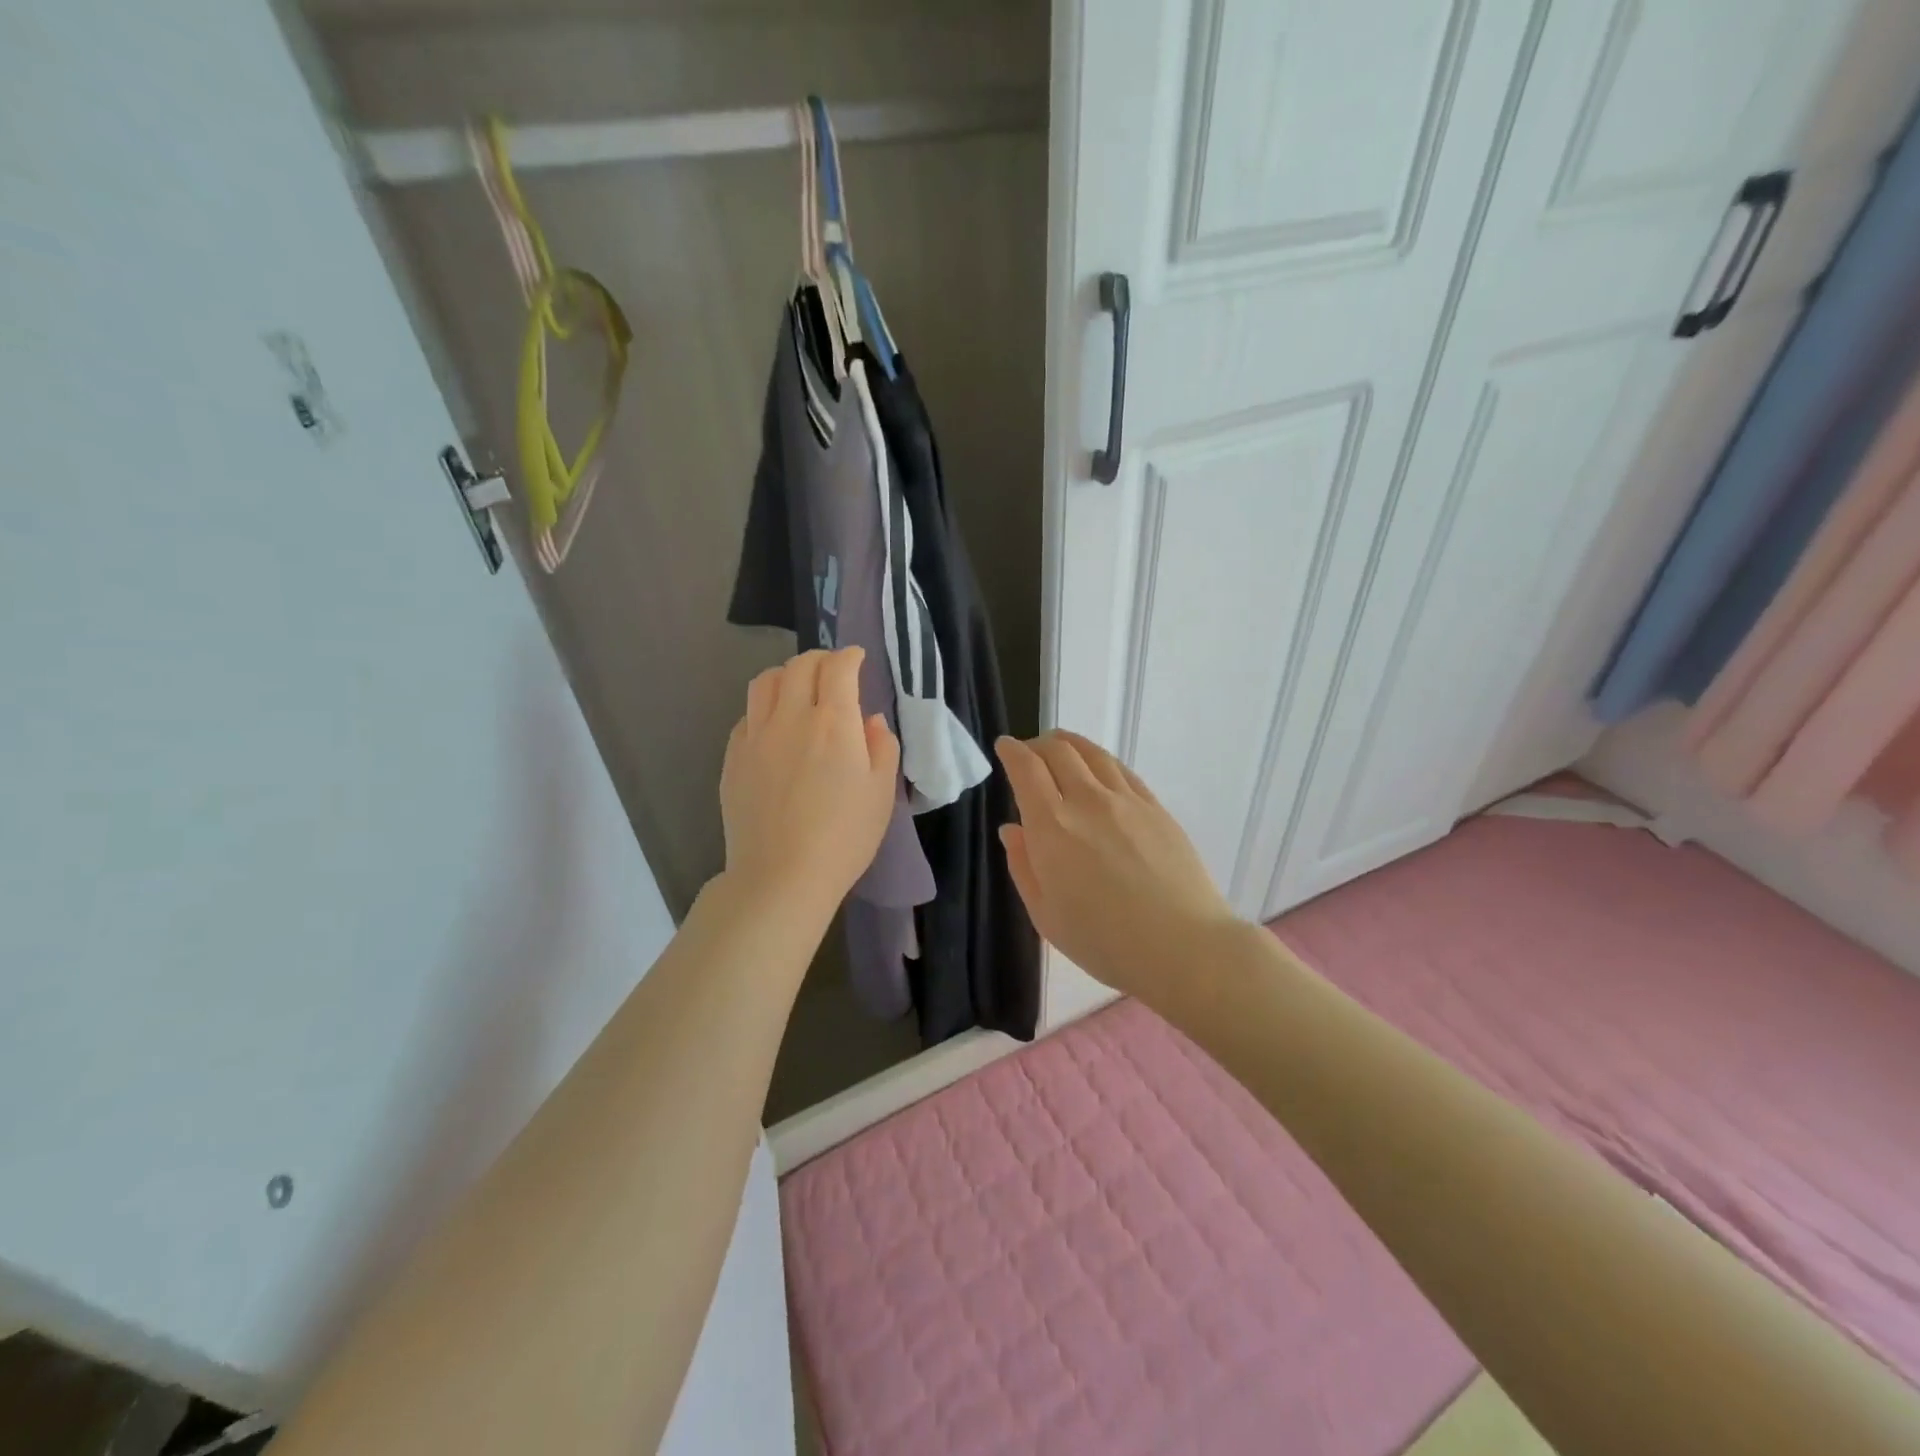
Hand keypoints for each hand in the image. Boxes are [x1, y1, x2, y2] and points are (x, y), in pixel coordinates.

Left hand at [720, 648, 898, 917]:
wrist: (781, 876)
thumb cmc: (843, 838)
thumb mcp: (881, 793)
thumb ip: (882, 747)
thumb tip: (870, 720)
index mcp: (833, 723)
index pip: (838, 667)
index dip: (850, 656)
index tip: (858, 658)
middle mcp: (791, 718)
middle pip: (799, 666)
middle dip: (820, 658)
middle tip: (833, 669)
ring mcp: (756, 736)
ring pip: (765, 682)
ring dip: (787, 674)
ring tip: (799, 687)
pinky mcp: (733, 758)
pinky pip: (747, 715)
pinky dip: (765, 707)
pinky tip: (774, 726)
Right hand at [996, 731, 1238, 1004]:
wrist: (1182, 946)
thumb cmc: (1104, 941)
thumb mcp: (1046, 915)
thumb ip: (1023, 866)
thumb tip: (1013, 829)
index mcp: (1052, 826)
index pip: (1026, 769)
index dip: (1012, 751)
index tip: (1004, 747)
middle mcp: (1087, 801)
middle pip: (1059, 750)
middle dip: (1037, 744)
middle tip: (1029, 753)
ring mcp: (1126, 800)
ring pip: (1092, 753)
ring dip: (1069, 744)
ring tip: (1061, 747)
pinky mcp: (1155, 808)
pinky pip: (1121, 770)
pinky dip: (1100, 761)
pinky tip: (1099, 769)